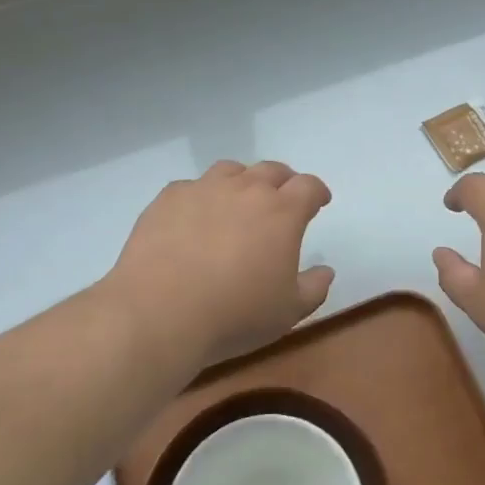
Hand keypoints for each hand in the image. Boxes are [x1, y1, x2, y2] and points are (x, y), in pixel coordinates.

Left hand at [102, 160, 334, 373]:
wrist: (159, 313)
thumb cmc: (235, 314)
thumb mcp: (288, 312)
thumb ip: (314, 288)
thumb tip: (325, 271)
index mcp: (282, 212)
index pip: (308, 186)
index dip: (317, 192)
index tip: (319, 202)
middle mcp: (245, 189)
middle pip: (271, 170)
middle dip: (283, 182)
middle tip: (282, 200)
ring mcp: (203, 189)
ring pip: (230, 170)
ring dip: (242, 181)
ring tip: (237, 203)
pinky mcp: (168, 199)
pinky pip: (191, 187)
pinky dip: (201, 197)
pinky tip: (195, 219)